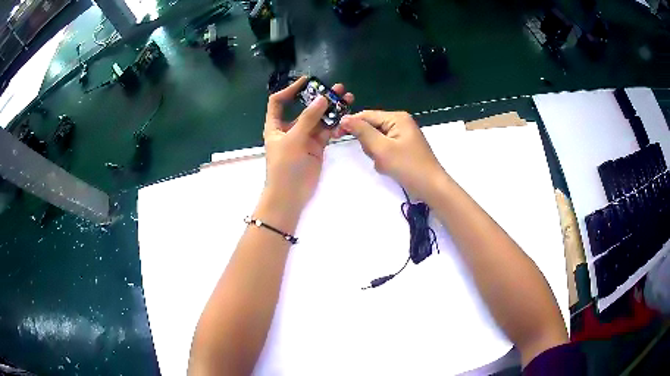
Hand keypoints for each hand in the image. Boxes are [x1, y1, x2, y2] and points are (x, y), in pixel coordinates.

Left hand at [263, 76, 354, 213]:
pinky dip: (335, 123)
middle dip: (318, 97)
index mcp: (276, 125)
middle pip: (304, 108)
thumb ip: (308, 118)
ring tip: (347, 97)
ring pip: (318, 119)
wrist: (290, 196)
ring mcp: (304, 137)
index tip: (307, 81)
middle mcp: (290, 128)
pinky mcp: (316, 146)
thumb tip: (322, 98)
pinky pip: (326, 131)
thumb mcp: (293, 139)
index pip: (279, 101)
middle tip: (336, 88)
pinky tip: (346, 114)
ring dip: (331, 108)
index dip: (290, 90)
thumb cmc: (284, 166)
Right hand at [340, 110, 445, 201]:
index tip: (337, 134)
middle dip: (369, 143)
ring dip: (376, 153)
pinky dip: (383, 157)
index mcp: (397, 118)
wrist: (431, 187)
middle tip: (377, 156)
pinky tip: (390, 167)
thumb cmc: (408, 166)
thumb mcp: (382, 148)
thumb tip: (345, 118)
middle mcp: (400, 122)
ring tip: (385, 163)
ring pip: (377, 139)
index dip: (351, 124)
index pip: (367, 115)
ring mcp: (403, 135)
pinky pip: (385, 148)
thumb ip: (362, 132)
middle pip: (372, 127)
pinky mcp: (404, 147)